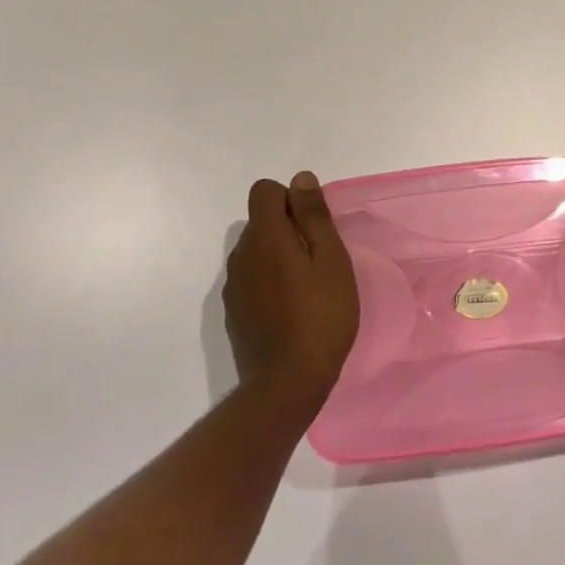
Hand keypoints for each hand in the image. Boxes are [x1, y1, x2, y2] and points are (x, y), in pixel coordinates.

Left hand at [225, 171, 358, 417]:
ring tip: (307, 287)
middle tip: (318, 259)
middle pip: (260, 221)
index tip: (313, 226)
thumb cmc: (320, 316)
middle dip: (287, 228)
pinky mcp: (234, 312)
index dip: (290, 198)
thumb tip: (300, 179)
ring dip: (278, 256)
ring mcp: (233, 286)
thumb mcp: (330, 260)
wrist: (285, 386)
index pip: (264, 191)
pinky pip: (252, 279)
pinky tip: (290, 310)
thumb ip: (313, 216)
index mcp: (264, 236)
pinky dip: (269, 282)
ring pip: (256, 251)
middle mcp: (241, 254)